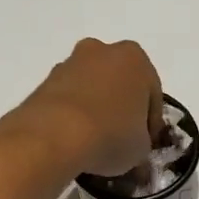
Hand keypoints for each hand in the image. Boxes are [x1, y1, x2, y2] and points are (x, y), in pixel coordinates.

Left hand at [12, 38, 162, 178]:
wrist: (54, 136)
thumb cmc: (111, 135)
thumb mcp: (141, 148)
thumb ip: (142, 141)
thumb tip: (133, 145)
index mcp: (136, 59)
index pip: (152, 95)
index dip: (151, 123)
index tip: (146, 143)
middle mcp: (103, 51)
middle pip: (120, 83)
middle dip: (122, 107)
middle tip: (122, 138)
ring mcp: (70, 63)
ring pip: (93, 87)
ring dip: (96, 108)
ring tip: (95, 142)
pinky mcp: (45, 80)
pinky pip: (69, 98)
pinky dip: (73, 114)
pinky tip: (74, 139)